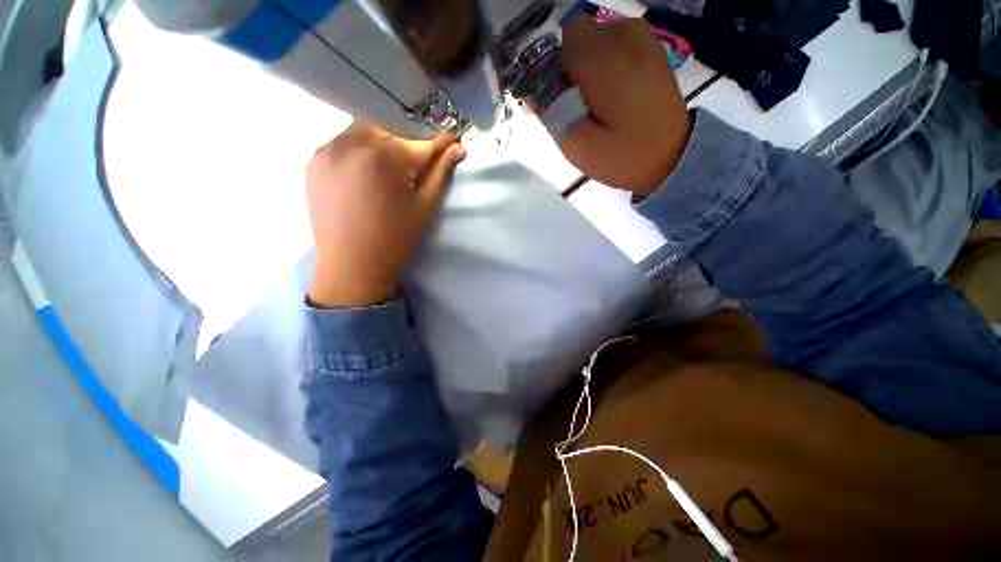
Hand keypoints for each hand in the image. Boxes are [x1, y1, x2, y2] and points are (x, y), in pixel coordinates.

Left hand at [305, 122, 464, 308]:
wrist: (352, 265)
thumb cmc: (396, 238)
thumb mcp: (425, 207)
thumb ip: (440, 173)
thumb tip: (457, 147)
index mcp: (385, 157)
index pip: (419, 141)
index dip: (437, 142)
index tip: (450, 138)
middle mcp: (352, 143)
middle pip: (389, 127)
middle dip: (406, 140)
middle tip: (414, 161)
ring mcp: (327, 150)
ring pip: (362, 131)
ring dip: (380, 142)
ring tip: (388, 167)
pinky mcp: (312, 161)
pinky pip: (341, 144)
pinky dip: (357, 151)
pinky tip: (364, 173)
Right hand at [556, 16, 692, 195]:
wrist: (673, 157)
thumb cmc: (624, 157)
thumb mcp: (578, 146)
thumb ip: (551, 112)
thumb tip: (531, 87)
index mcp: (604, 59)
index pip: (556, 42)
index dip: (549, 70)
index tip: (556, 100)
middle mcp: (622, 33)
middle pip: (573, 37)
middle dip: (566, 69)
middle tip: (575, 106)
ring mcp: (640, 35)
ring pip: (590, 40)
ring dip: (583, 67)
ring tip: (594, 103)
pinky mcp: (648, 45)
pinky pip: (609, 44)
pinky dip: (601, 64)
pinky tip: (610, 93)